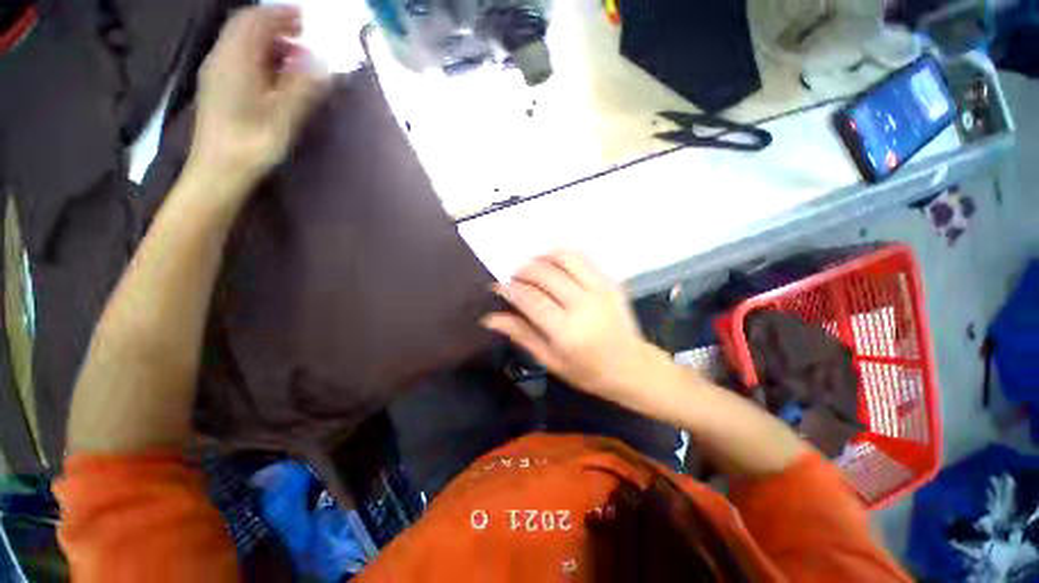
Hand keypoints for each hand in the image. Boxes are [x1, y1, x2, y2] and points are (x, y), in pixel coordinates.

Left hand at [186, 6, 328, 197]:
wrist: (219, 171)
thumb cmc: (252, 145)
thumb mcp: (283, 117)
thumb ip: (303, 88)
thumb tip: (324, 66)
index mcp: (236, 60)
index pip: (255, 20)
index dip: (280, 13)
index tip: (306, 18)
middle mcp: (222, 59)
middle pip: (246, 28)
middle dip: (276, 26)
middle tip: (305, 36)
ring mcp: (218, 73)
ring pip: (243, 43)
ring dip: (270, 42)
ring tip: (296, 58)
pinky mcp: (219, 88)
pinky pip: (239, 59)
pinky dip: (261, 57)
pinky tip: (277, 75)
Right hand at [482, 250, 668, 408]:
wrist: (631, 365)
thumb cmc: (587, 371)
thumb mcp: (550, 360)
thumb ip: (521, 334)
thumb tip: (490, 318)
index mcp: (566, 331)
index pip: (529, 299)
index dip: (509, 289)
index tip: (498, 286)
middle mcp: (582, 304)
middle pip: (543, 273)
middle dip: (522, 271)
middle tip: (514, 279)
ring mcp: (599, 289)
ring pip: (563, 258)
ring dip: (541, 258)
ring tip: (533, 268)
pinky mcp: (610, 281)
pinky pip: (582, 257)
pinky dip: (563, 256)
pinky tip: (554, 265)